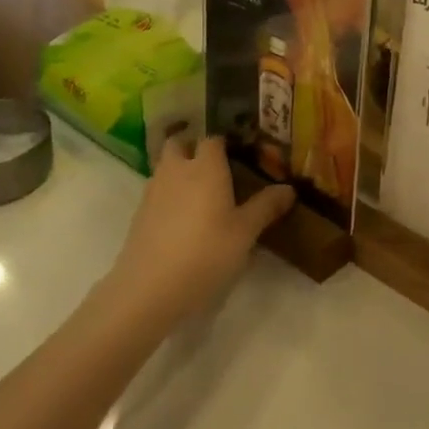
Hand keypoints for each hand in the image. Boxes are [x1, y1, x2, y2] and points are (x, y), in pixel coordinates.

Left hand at [106, 137, 293, 324]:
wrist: (149, 289)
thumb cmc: (206, 253)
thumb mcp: (245, 232)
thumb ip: (266, 206)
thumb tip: (289, 188)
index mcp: (206, 167)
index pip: (214, 139)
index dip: (226, 144)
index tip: (240, 156)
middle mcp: (177, 170)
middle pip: (179, 143)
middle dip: (192, 148)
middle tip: (213, 168)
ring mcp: (153, 192)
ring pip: (165, 167)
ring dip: (178, 171)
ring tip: (199, 196)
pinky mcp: (139, 215)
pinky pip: (156, 193)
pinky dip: (168, 196)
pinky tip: (181, 221)